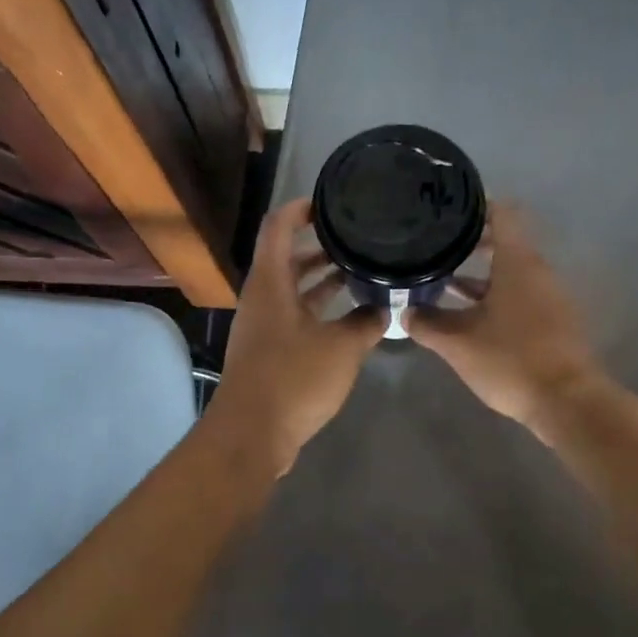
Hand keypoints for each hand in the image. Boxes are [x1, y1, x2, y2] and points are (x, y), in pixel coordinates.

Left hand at [205, 198, 384, 473]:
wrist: (253, 433)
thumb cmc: (294, 379)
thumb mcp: (342, 347)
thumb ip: (366, 322)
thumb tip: (384, 307)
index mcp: (270, 283)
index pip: (278, 227)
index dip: (301, 208)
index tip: (332, 203)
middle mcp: (262, 298)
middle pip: (286, 258)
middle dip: (320, 246)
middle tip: (356, 240)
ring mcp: (263, 326)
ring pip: (292, 290)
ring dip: (321, 280)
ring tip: (358, 272)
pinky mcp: (269, 352)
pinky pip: (295, 317)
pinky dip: (318, 309)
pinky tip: (348, 317)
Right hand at [408, 205, 603, 440]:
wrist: (566, 402)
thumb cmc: (511, 360)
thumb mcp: (458, 343)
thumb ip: (428, 323)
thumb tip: (405, 310)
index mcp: (518, 263)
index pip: (502, 214)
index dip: (476, 207)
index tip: (449, 211)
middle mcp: (537, 272)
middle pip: (506, 243)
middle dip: (471, 244)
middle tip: (438, 247)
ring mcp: (549, 298)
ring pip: (511, 274)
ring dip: (480, 277)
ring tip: (444, 283)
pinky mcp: (552, 322)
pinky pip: (520, 297)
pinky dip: (494, 298)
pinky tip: (468, 317)